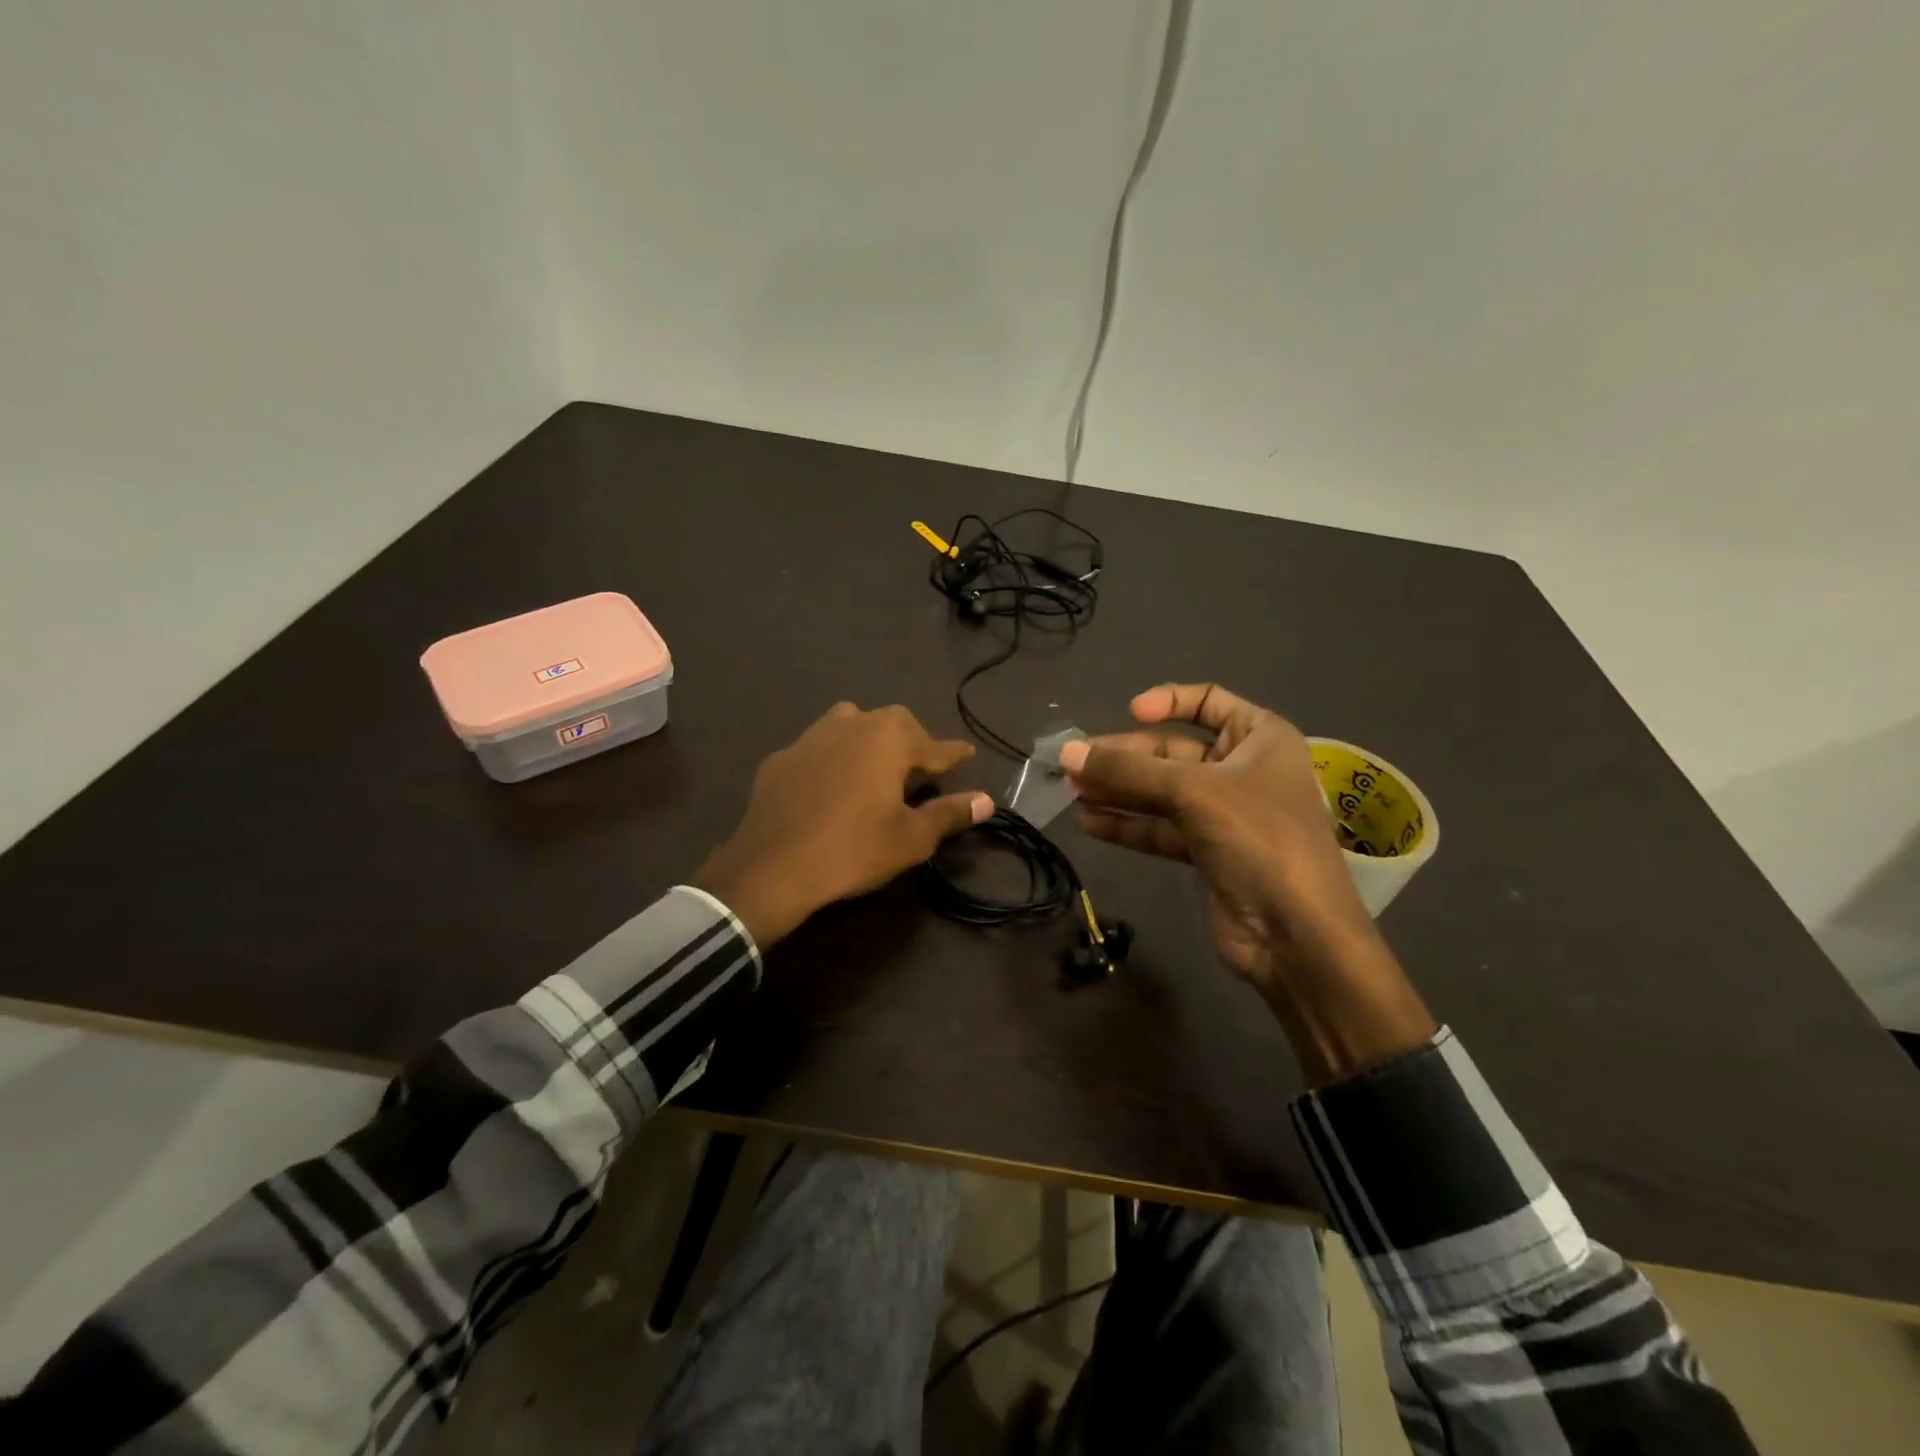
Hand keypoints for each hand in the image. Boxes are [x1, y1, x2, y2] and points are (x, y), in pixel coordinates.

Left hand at [694, 703, 991, 948]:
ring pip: (851, 722)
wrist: (772, 866)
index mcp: (889, 740)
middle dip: (912, 739)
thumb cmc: (854, 849)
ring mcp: (812, 737)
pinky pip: (818, 747)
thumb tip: (987, 801)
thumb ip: (949, 813)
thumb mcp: (911, 838)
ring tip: (875, 763)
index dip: (953, 753)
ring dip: (869, 737)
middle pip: (893, 722)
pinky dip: (833, 757)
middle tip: (920, 764)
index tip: (968, 753)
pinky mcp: (782, 757)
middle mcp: (853, 725)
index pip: (934, 744)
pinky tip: (830, 783)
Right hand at [1061, 683, 1433, 1083]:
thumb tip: (1068, 753)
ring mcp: (1225, 814)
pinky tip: (1089, 822)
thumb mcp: (1193, 792)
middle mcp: (1243, 769)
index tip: (1129, 713)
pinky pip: (1161, 828)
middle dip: (1126, 757)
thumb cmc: (1258, 840)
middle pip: (1173, 750)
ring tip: (1072, 791)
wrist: (1296, 935)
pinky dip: (1128, 824)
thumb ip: (1128, 772)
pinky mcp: (1207, 851)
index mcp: (1261, 738)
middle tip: (1075, 764)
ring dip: (1119, 791)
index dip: (1168, 702)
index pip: (1209, 701)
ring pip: (1161, 792)